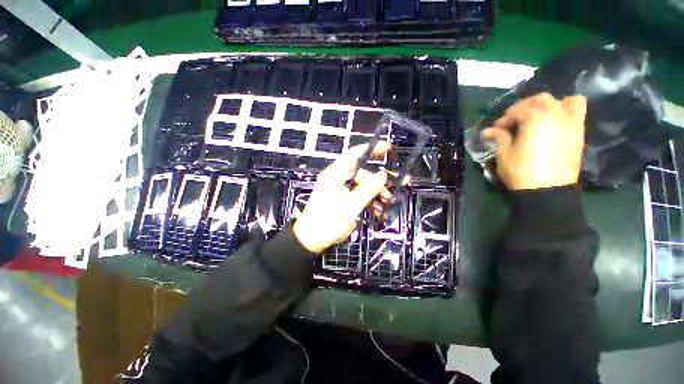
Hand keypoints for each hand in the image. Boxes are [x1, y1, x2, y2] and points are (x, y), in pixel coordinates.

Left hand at [293, 143, 392, 253]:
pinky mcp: (343, 200)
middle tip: (400, 183)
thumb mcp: (351, 206)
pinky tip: (379, 211)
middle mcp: (338, 178)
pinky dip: (370, 201)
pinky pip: (359, 196)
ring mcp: (341, 189)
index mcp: (336, 174)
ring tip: (389, 203)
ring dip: (377, 193)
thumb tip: (383, 175)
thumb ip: (367, 189)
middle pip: (363, 173)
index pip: (355, 155)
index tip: (389, 148)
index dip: (372, 149)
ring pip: (363, 186)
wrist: (312, 241)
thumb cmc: (328, 222)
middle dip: (380, 180)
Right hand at [481, 93, 587, 190]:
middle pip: (540, 100)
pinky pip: (578, 110)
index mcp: (535, 118)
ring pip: (563, 100)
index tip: (495, 129)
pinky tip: (554, 121)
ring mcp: (571, 122)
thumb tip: (487, 131)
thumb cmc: (521, 171)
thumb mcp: (504, 154)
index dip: (504, 119)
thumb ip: (499, 137)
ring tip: (537, 117)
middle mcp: (556, 114)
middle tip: (514, 121)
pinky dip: (567, 109)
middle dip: (524, 107)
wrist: (547, 190)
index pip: (517, 110)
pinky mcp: (578, 132)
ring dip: (548, 105)